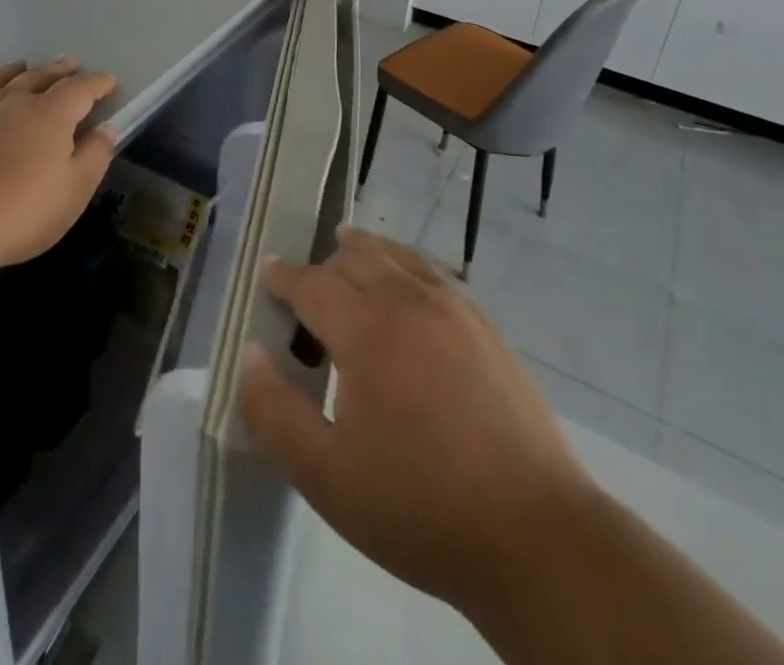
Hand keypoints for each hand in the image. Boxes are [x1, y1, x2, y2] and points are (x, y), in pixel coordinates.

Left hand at [0, 59, 118, 277]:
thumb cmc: (17, 214)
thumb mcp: (73, 193)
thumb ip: (94, 157)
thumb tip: (105, 129)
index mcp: (49, 114)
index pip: (80, 89)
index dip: (96, 83)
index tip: (108, 81)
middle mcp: (10, 102)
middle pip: (38, 76)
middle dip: (57, 70)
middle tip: (68, 63)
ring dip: (12, 71)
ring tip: (21, 65)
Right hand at [238, 228, 595, 622]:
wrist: (534, 533)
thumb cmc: (420, 507)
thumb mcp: (327, 477)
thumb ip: (275, 413)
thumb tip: (250, 354)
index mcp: (366, 331)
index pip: (313, 285)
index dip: (285, 277)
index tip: (268, 270)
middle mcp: (408, 302)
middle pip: (356, 258)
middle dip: (324, 263)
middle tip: (306, 283)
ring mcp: (453, 309)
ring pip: (397, 257)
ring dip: (365, 251)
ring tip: (349, 249)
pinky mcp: (484, 326)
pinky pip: (432, 273)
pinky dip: (404, 264)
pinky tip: (407, 286)